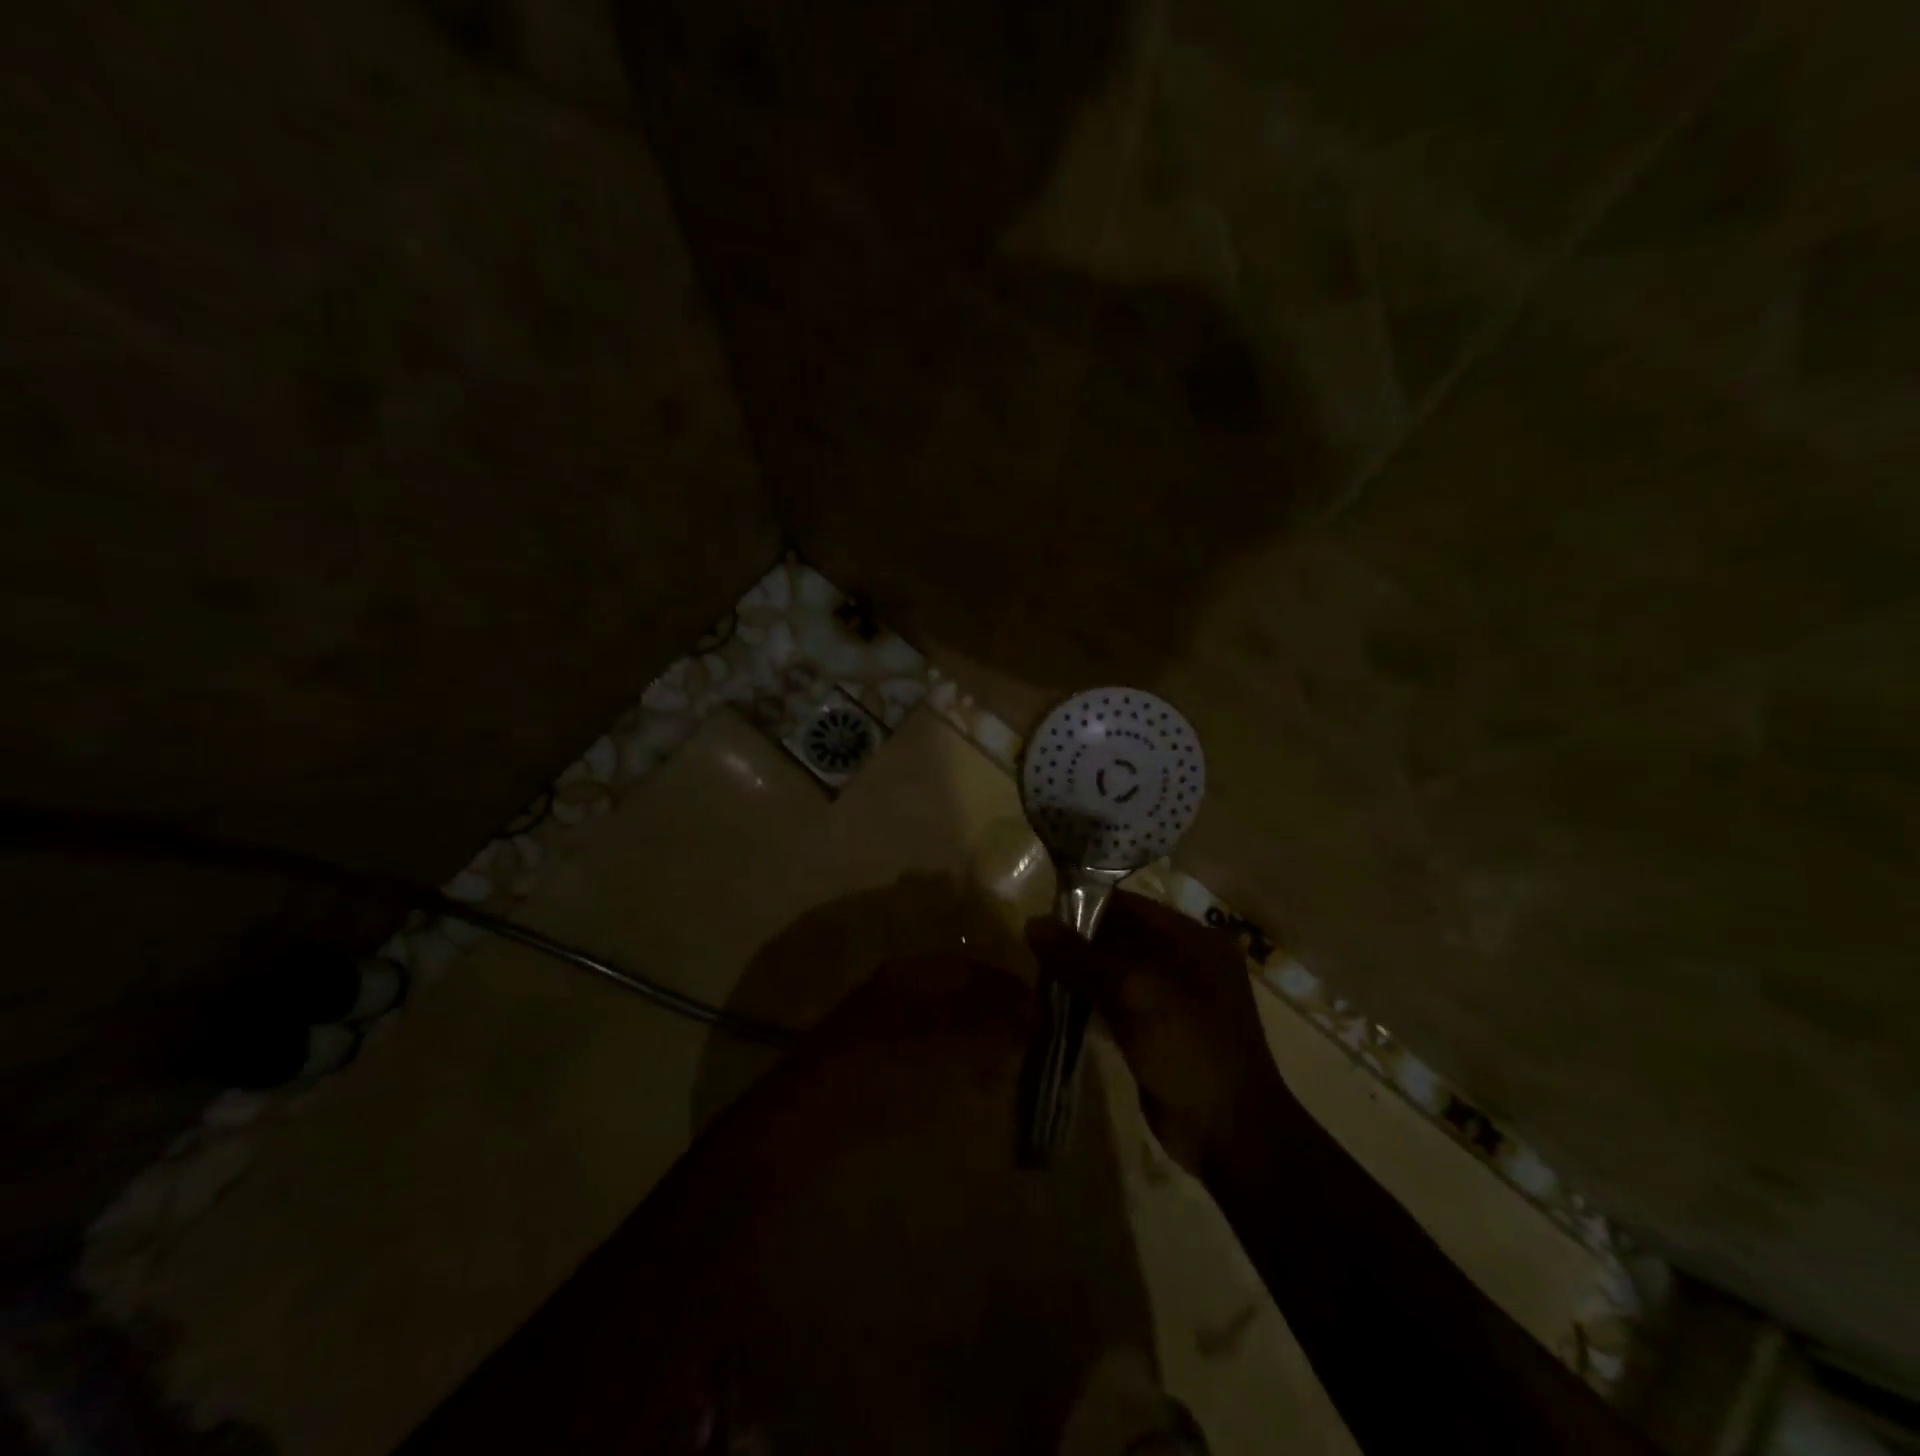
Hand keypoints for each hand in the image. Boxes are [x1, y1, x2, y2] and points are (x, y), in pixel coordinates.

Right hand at [1027, 891, 1293, 1174]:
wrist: (1230, 1134)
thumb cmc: (1189, 1048)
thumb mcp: (1133, 993)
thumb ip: (1081, 957)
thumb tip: (1033, 923)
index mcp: (1194, 939)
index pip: (1131, 906)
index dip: (1086, 906)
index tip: (1042, 914)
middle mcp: (1188, 961)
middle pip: (1123, 937)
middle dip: (1080, 942)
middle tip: (1034, 949)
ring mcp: (1176, 999)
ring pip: (1118, 972)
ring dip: (1082, 973)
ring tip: (1039, 973)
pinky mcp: (1161, 1032)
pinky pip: (1119, 1004)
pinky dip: (1092, 1000)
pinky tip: (1059, 1004)